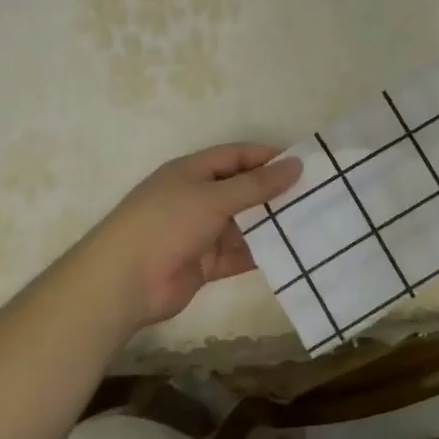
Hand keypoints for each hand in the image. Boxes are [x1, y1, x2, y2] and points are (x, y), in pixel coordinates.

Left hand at [77, 144, 302, 330]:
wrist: (124, 283)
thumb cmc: (166, 224)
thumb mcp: (213, 197)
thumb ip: (256, 185)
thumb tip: (295, 165)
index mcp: (192, 172)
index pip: (236, 156)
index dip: (267, 157)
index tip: (303, 164)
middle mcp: (196, 198)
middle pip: (241, 189)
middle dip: (274, 192)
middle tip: (314, 195)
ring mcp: (200, 232)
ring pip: (242, 224)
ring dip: (270, 225)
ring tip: (310, 224)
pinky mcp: (204, 264)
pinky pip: (238, 254)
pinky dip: (259, 254)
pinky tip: (290, 254)